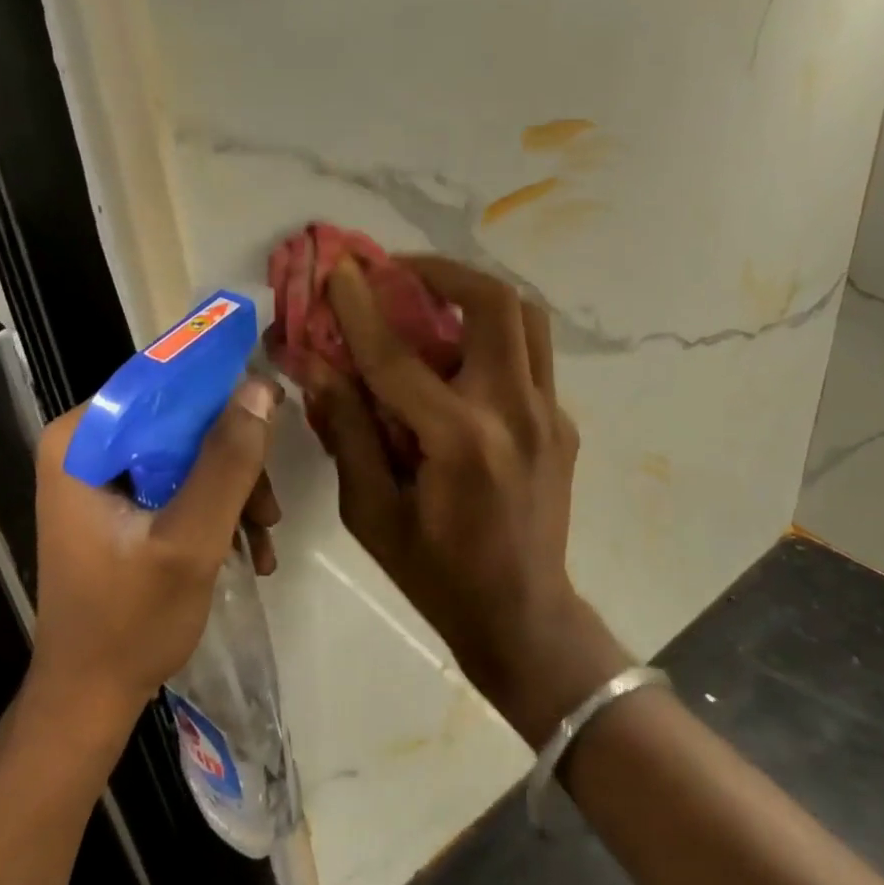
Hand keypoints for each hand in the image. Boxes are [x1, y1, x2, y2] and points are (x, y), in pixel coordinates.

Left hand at [26, 377, 282, 734]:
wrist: (90, 697)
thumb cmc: (130, 621)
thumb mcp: (190, 539)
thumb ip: (227, 463)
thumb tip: (262, 388)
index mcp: (82, 439)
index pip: (160, 382)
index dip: (220, 393)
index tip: (271, 416)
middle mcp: (87, 445)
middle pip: (180, 420)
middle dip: (234, 461)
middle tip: (269, 508)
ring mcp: (102, 476)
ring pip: (188, 452)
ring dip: (234, 491)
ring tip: (263, 540)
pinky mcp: (119, 503)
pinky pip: (179, 482)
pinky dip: (216, 509)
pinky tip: (248, 550)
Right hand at [301, 256, 627, 744]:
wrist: (523, 616)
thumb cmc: (436, 574)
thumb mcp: (372, 513)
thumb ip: (347, 432)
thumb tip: (320, 368)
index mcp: (459, 442)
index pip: (399, 356)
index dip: (361, 306)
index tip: (340, 269)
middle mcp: (514, 413)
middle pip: (494, 304)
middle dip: (442, 272)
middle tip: (400, 271)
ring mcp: (549, 414)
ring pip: (526, 317)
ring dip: (476, 294)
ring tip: (433, 298)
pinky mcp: (562, 422)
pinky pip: (529, 355)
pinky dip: (492, 337)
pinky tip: (458, 360)